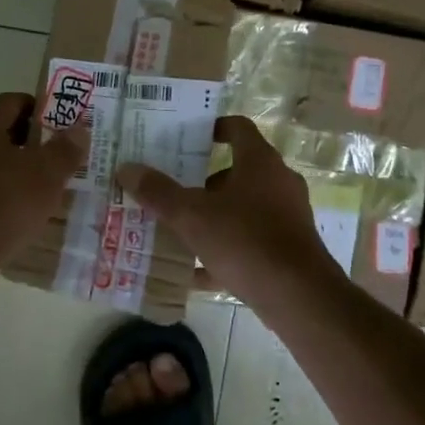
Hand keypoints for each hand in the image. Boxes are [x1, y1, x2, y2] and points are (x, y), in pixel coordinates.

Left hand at [0, 92, 85, 266]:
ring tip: (38, 189)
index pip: (13, 101)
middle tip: (54, 159)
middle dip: (27, 142)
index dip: (40, 111)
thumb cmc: (4, 203)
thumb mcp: (47, 174)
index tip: (62, 129)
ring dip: (10, 169)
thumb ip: (65, 149)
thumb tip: (79, 129)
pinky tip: (13, 213)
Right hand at [116, 116, 336, 303]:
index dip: (212, 128)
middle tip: (171, 190)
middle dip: (202, 182)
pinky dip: (225, 250)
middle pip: (236, 171)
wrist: (298, 296)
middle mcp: (278, 182)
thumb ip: (159, 192)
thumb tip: (126, 168)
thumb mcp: (192, 216)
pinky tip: (196, 272)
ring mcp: (287, 216)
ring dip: (213, 217)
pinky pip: (250, 241)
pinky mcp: (289, 248)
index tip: (185, 139)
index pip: (237, 128)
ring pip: (243, 208)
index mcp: (259, 161)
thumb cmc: (245, 240)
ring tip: (178, 230)